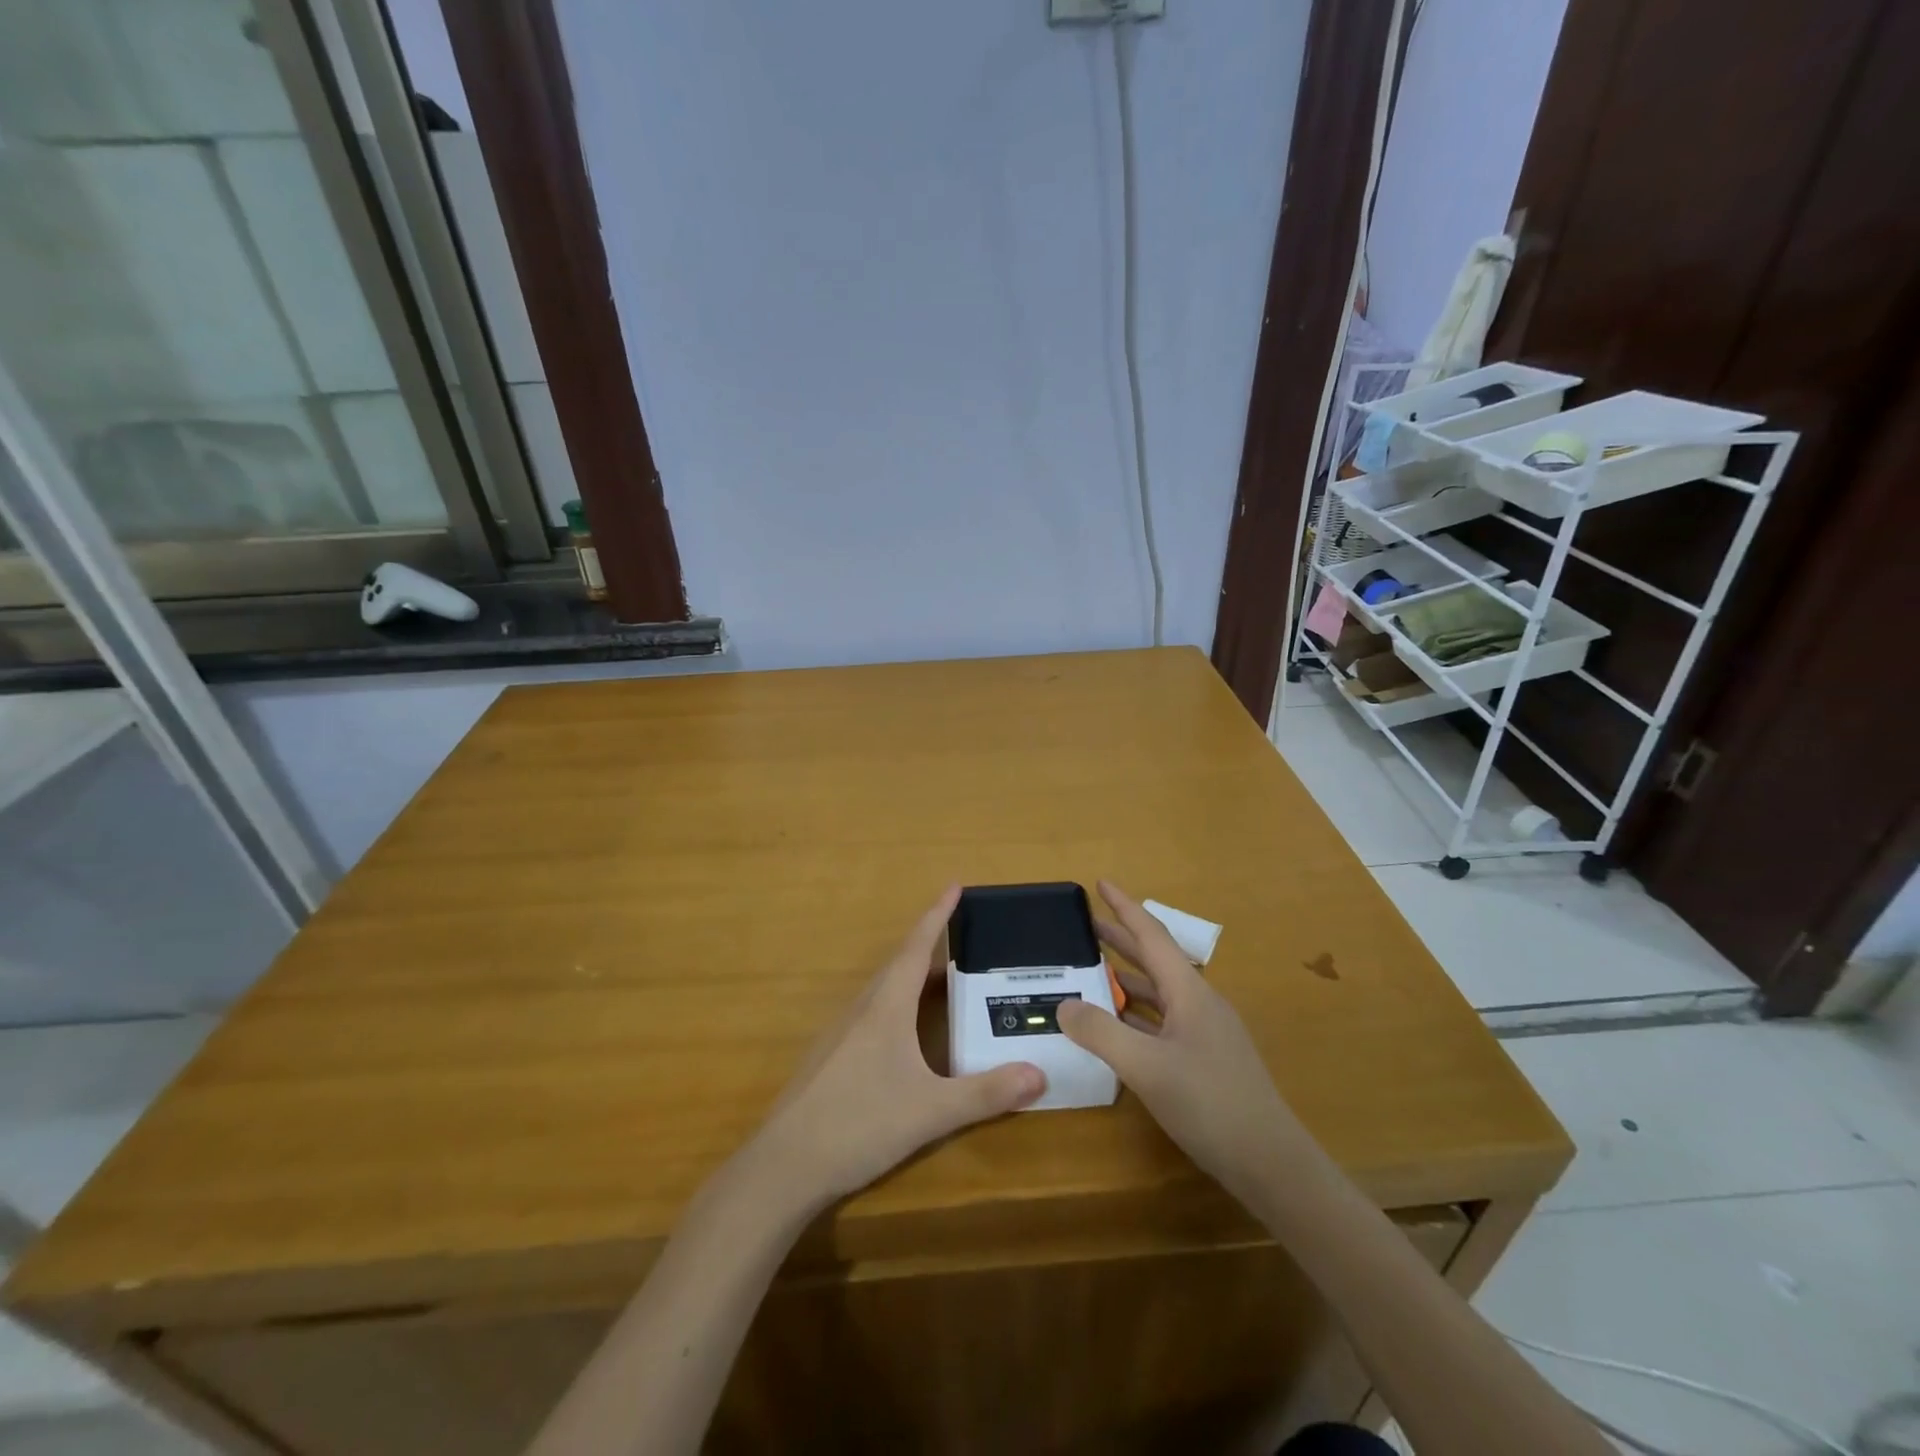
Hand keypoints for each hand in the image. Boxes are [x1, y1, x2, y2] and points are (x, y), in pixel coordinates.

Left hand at [751, 886, 1045, 1211]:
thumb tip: (1040, 1074)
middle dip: (933, 948)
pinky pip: (873, 1015)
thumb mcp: (931, 1111)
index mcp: (886, 1007)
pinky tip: (908, 1036)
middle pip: (901, 965)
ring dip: (915, 980)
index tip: (955, 885)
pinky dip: (899, 1007)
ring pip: (885, 991)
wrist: (784, 1165)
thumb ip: (986, 1093)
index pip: (917, 947)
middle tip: (967, 944)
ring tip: (946, 985)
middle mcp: (862, 1009)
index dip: (937, 915)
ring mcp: (841, 1033)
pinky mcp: (831, 1058)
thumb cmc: (859, 1124)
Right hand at [1057, 882, 1305, 1213]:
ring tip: (1091, 969)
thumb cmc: (1210, 1104)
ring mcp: (1204, 1032)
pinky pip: (1161, 1021)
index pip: (1151, 935)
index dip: (1124, 908)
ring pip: (1158, 992)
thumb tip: (1063, 1004)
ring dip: (1126, 977)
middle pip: (1154, 960)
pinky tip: (1115, 1023)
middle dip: (1120, 939)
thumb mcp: (1147, 1067)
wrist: (1270, 1163)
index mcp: (1189, 992)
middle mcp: (1198, 1003)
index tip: (1100, 884)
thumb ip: (1101, 1033)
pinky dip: (1135, 1013)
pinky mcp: (1204, 1059)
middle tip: (1085, 925)